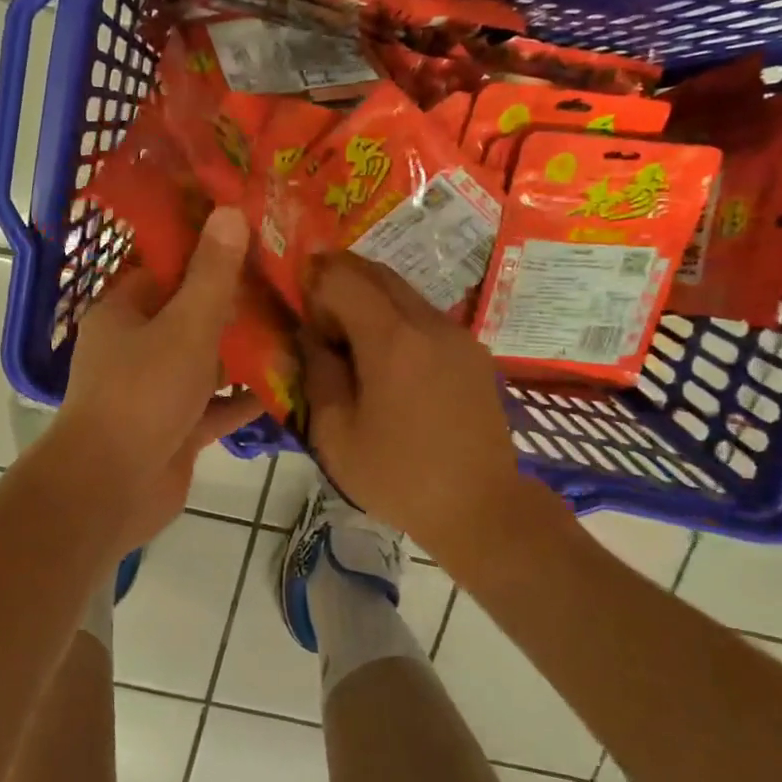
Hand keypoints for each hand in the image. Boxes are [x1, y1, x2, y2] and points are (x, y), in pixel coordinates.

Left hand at [56, 206, 262, 548]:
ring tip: (300, 327)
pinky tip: (289, 386)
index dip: (209, 249)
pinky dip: (244, 399)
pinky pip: (215, 406)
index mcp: (124, 311)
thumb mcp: (184, 326)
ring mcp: (156, 390)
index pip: (167, 267)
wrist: (111, 489)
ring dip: (244, 351)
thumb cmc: (143, 394)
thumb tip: (229, 212)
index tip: (256, 235)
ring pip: (206, 361)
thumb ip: (211, 274)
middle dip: (237, 302)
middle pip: (191, 314)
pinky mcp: (175, 429)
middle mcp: (136, 346)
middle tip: (291, 281)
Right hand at [300, 254, 527, 558]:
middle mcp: (429, 323)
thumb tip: (310, 335)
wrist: (481, 508)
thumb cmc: (398, 477)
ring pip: (404, 292)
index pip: (344, 277)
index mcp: (392, 340)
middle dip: (340, 280)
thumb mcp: (335, 434)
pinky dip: (396, 318)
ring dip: (369, 299)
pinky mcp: (474, 352)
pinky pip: (425, 316)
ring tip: (349, 342)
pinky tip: (386, 361)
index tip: (300, 312)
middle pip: (377, 273)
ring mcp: (458, 335)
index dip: (314, 283)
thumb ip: (317, 373)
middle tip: (316, 314)